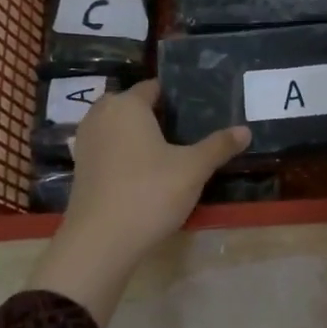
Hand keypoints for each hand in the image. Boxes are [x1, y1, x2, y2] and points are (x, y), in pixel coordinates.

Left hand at [27, 80, 249, 321]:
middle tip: (188, 130)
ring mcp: (86, 142)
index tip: (198, 108)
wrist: (100, 240)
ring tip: (169, 150)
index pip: (153, 87)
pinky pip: (108, 149)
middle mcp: (101, 115)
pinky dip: (124, 154)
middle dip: (157, 115)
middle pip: (133, 106)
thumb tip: (246, 129)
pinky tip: (145, 172)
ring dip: (139, 135)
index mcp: (127, 105)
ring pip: (118, 128)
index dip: (176, 96)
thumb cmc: (149, 193)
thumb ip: (218, 146)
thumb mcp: (193, 169)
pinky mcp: (81, 167)